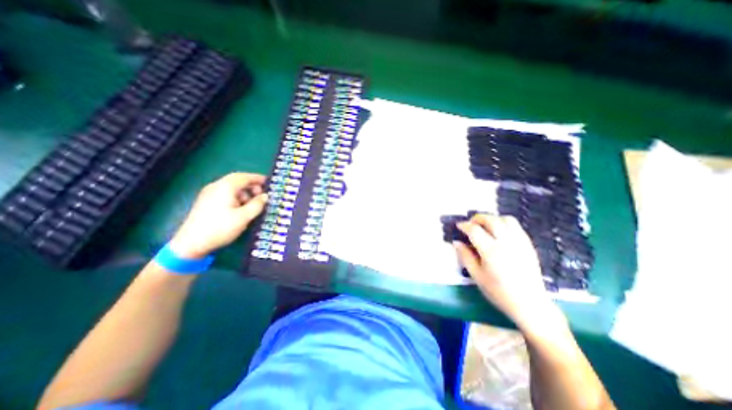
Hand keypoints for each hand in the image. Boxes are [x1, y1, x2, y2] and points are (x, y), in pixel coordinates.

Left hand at [169, 174, 268, 259]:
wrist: (191, 244)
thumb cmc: (221, 228)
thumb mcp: (244, 217)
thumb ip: (257, 205)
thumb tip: (265, 196)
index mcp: (225, 187)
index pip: (244, 177)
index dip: (257, 178)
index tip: (268, 182)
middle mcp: (216, 187)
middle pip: (237, 180)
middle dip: (251, 185)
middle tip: (261, 195)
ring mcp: (209, 194)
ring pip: (231, 187)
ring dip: (244, 192)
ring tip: (252, 205)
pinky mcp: (206, 202)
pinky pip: (225, 194)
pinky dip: (236, 197)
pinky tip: (240, 208)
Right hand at [453, 215, 563, 332]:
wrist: (529, 304)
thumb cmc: (499, 292)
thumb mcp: (476, 276)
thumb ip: (465, 256)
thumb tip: (456, 242)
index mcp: (491, 251)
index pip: (474, 230)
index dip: (464, 225)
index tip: (459, 226)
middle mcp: (506, 242)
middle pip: (491, 220)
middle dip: (478, 218)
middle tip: (470, 224)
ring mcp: (520, 242)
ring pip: (506, 219)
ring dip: (493, 218)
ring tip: (485, 226)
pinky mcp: (528, 245)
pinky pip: (516, 226)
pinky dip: (504, 224)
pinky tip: (499, 232)